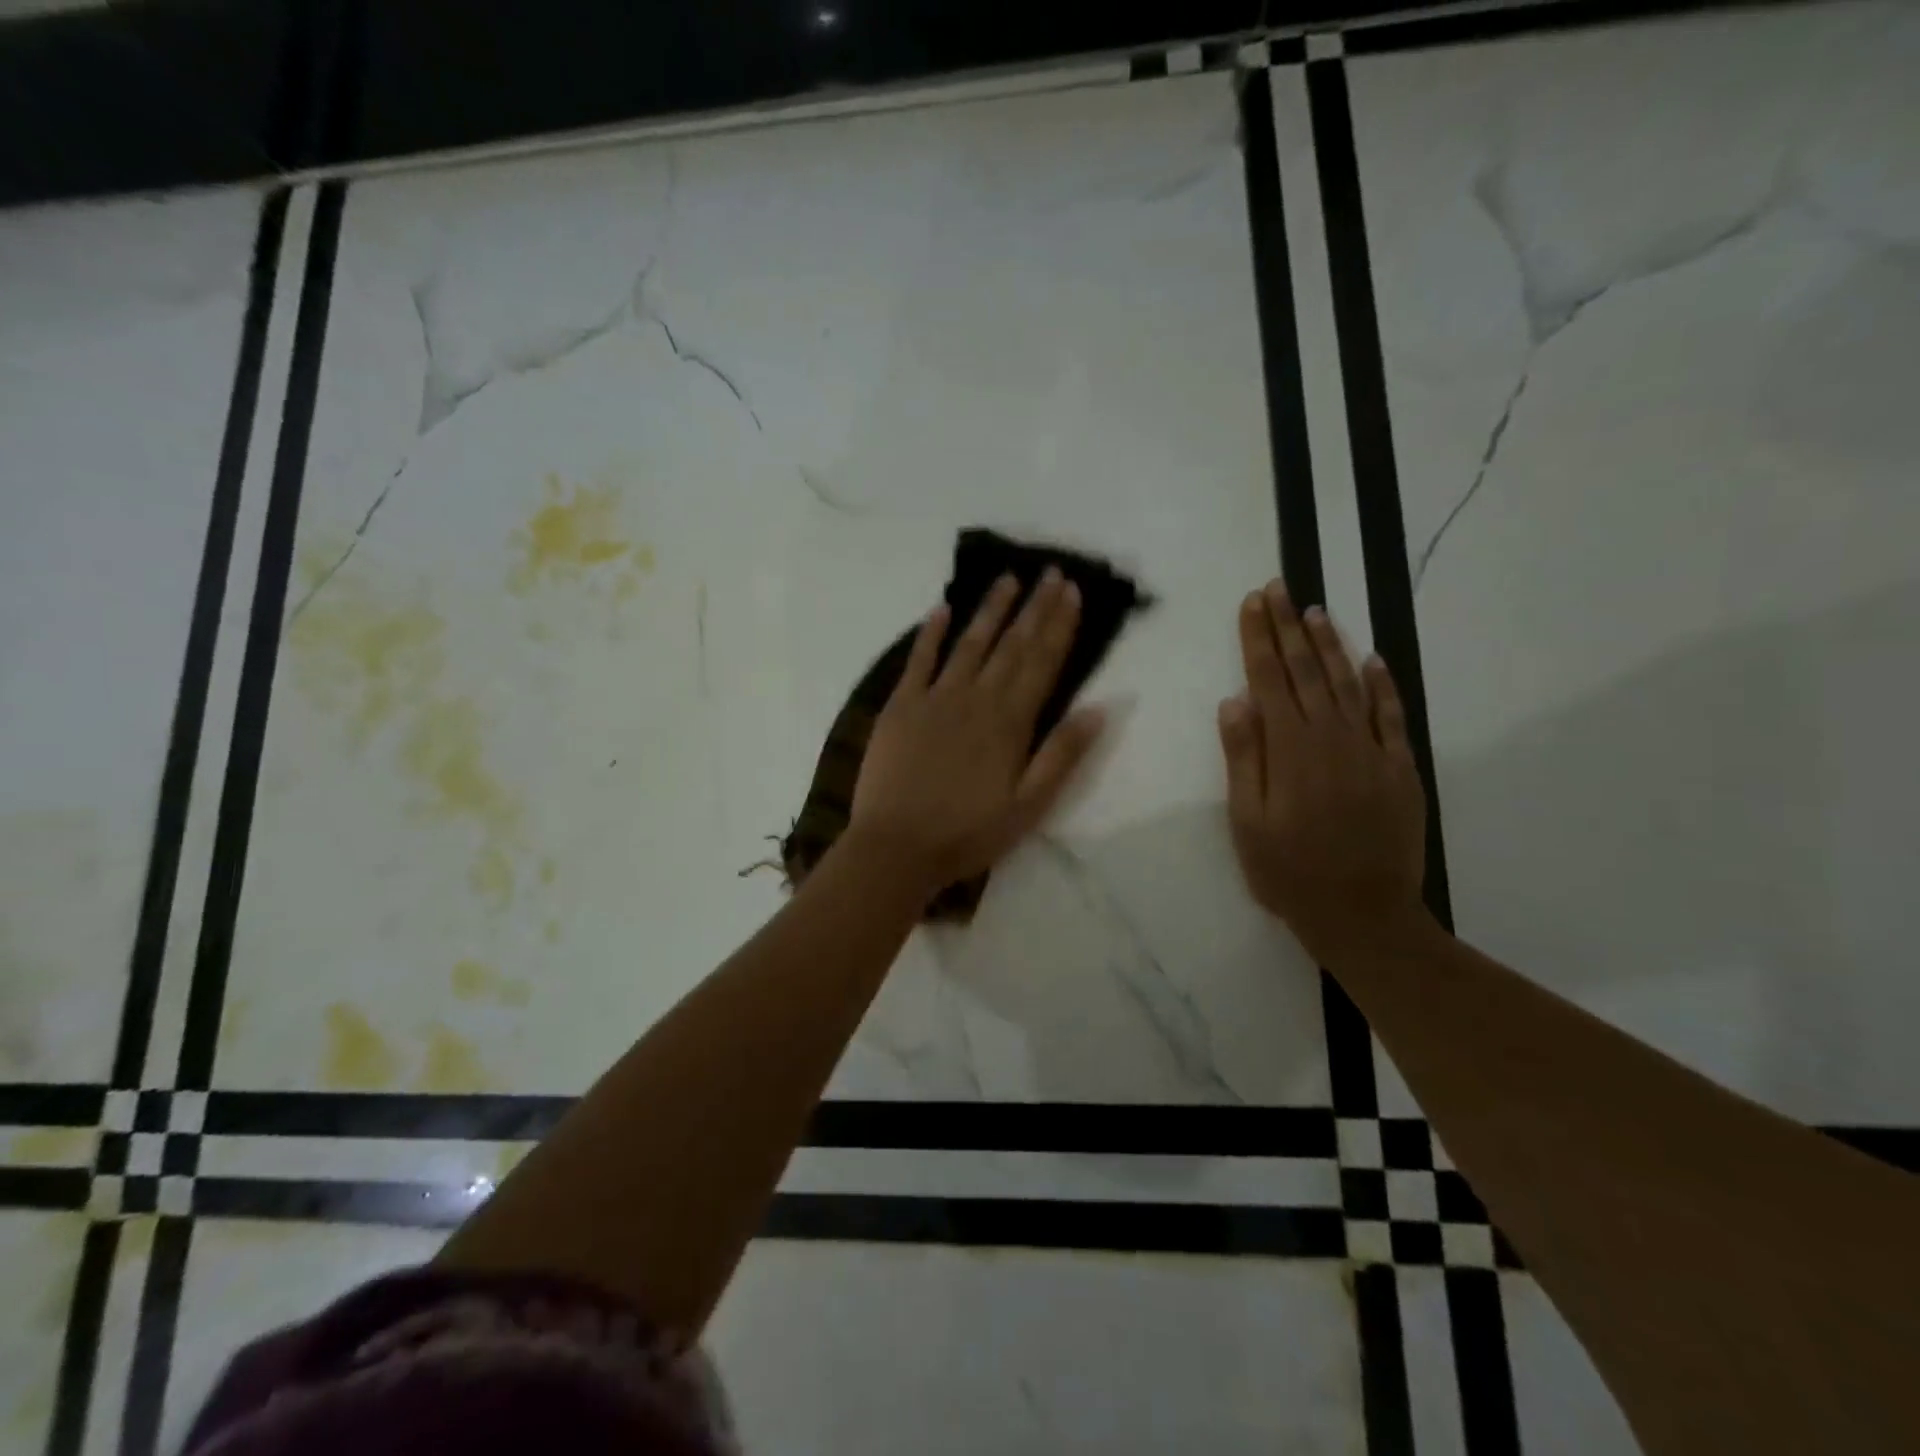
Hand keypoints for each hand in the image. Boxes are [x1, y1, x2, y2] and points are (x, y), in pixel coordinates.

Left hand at [849, 570, 1104, 893]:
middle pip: (1011, 645)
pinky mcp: (900, 706)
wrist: (896, 848)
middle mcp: (975, 699)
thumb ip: (1062, 755)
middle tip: (1051, 572)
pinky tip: (942, 609)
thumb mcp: (1029, 807)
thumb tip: (1099, 708)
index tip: (1072, 592)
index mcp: (1010, 723)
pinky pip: (918, 661)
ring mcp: (934, 698)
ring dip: (990, 609)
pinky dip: (930, 633)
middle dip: (1034, 607)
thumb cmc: (968, 834)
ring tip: (1008, 578)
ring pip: (969, 644)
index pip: (1042, 663)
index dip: (1059, 626)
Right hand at [1218, 580, 1429, 964]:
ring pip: (1347, 683)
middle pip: (1306, 670)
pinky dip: (1382, 684)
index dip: (1258, 638)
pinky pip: (1391, 715)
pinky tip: (1371, 659)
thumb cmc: (1289, 872)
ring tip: (1315, 611)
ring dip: (1329, 644)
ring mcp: (1370, 750)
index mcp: (1289, 749)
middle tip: (1278, 587)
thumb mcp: (1247, 821)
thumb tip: (1235, 700)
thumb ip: (1244, 758)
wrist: (1364, 914)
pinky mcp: (1400, 767)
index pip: (1268, 679)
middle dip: (1289, 626)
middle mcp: (1330, 737)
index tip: (1252, 602)